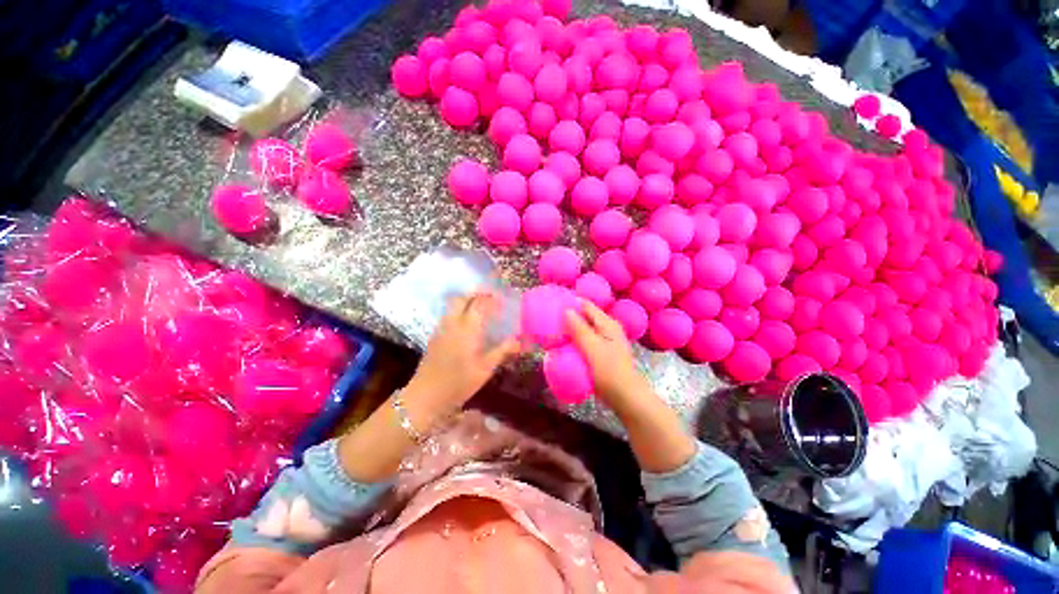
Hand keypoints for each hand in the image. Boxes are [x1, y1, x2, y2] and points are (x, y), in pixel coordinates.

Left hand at [405, 291, 518, 423]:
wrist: (426, 396)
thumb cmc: (459, 383)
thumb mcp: (485, 368)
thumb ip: (503, 351)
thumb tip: (520, 341)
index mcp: (467, 328)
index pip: (480, 303)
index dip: (491, 298)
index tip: (503, 298)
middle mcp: (453, 323)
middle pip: (463, 298)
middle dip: (477, 293)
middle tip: (491, 296)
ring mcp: (441, 328)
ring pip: (453, 305)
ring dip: (467, 299)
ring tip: (481, 305)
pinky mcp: (435, 336)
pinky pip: (449, 314)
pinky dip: (460, 310)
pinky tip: (467, 321)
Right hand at [566, 301, 695, 471]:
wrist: (627, 399)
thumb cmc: (610, 372)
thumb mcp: (592, 349)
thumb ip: (579, 329)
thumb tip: (566, 310)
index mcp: (607, 324)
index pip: (586, 305)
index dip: (570, 303)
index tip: (552, 306)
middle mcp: (607, 329)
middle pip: (585, 317)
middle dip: (568, 318)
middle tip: (549, 321)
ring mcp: (605, 343)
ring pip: (584, 331)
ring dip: (570, 331)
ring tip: (553, 333)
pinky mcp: (601, 355)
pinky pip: (585, 343)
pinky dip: (575, 343)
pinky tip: (564, 348)